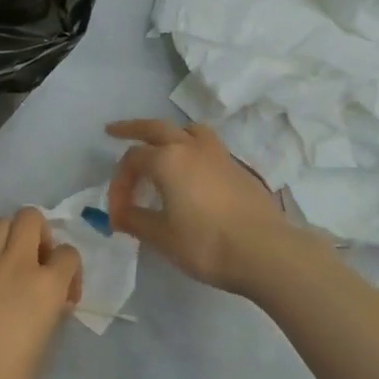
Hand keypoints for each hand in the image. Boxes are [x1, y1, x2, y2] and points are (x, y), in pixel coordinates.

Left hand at [0, 206, 82, 378]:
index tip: (63, 295)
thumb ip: (52, 312)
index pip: (69, 253)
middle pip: (30, 217)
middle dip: (37, 233)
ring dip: (7, 239)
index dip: (69, 271)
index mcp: (48, 283)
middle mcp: (17, 264)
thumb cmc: (14, 378)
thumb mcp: (47, 343)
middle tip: (34, 262)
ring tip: (5, 265)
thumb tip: (51, 302)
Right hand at [105, 119, 316, 297]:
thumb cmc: (206, 244)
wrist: (264, 250)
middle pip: (156, 128)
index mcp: (168, 160)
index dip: (118, 183)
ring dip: (169, 133)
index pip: (132, 161)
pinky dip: (191, 147)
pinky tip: (192, 170)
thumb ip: (136, 221)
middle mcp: (191, 147)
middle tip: (114, 131)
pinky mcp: (238, 167)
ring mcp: (219, 154)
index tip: (118, 212)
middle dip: (132, 129)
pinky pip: (207, 145)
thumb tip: (118, 215)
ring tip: (161, 145)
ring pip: (188, 130)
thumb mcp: (162, 237)